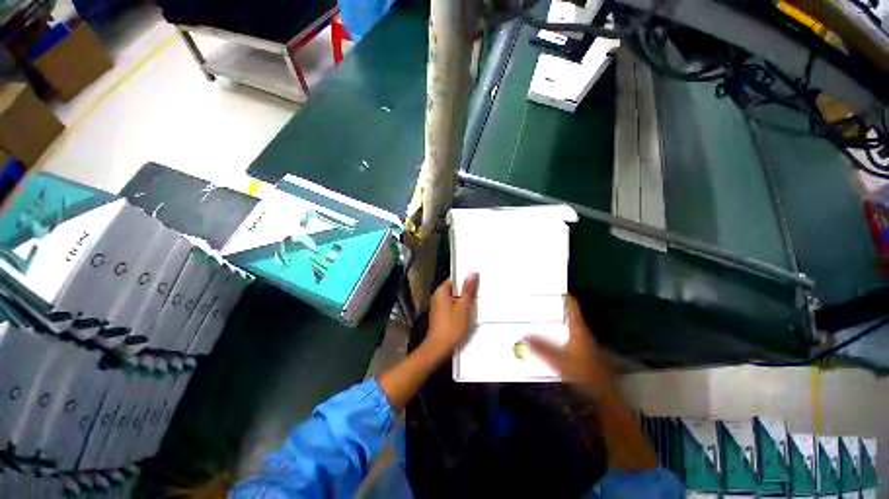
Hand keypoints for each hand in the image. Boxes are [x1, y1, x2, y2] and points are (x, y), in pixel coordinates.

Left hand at [423, 273, 479, 359]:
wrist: (439, 348)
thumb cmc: (452, 326)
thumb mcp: (464, 306)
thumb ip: (468, 289)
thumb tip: (473, 272)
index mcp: (441, 291)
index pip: (454, 279)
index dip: (466, 280)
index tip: (478, 281)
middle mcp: (437, 296)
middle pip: (454, 289)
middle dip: (466, 291)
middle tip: (480, 292)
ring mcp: (438, 307)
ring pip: (454, 299)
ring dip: (464, 301)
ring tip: (477, 302)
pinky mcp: (440, 316)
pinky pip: (452, 307)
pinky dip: (460, 308)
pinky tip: (469, 313)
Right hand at [525, 295, 612, 398]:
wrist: (600, 392)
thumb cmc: (581, 372)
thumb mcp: (557, 359)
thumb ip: (540, 348)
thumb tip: (524, 336)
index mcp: (577, 328)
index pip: (571, 305)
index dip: (563, 296)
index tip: (551, 289)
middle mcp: (581, 331)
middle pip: (569, 313)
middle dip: (555, 307)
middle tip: (539, 303)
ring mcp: (583, 340)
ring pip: (568, 323)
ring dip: (556, 319)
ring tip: (540, 316)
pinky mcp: (582, 349)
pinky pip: (567, 333)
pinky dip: (558, 330)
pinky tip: (549, 336)